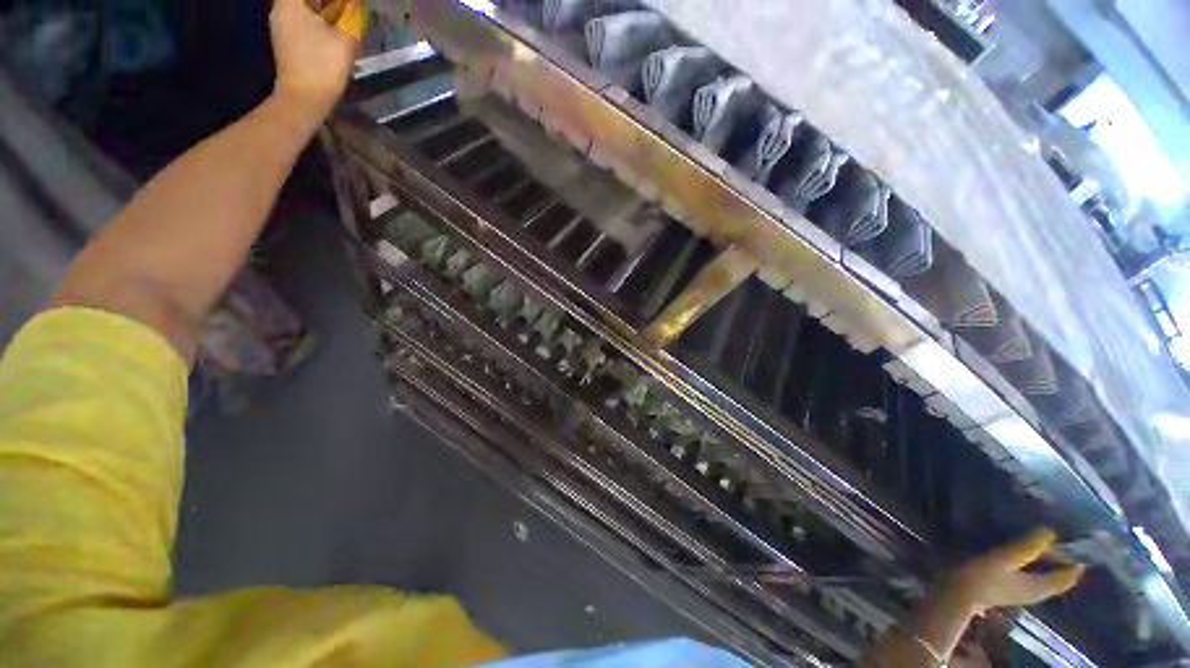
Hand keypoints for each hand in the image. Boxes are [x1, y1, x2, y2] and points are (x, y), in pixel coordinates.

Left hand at [269, 0, 365, 121]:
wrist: (304, 98)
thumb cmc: (323, 67)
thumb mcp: (346, 39)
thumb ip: (353, 16)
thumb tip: (357, 4)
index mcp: (291, 1)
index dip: (337, 1)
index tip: (350, 5)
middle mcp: (280, 6)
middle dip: (330, 3)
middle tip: (348, 9)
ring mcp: (280, 23)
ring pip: (304, 6)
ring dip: (323, 8)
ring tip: (343, 17)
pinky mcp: (284, 37)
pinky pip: (301, 17)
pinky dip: (316, 18)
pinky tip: (330, 28)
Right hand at [946, 527, 1085, 613]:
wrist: (957, 595)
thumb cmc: (982, 577)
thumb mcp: (1004, 559)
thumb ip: (1027, 547)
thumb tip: (1051, 530)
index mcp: (1042, 587)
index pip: (1069, 576)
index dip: (1077, 561)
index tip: (1081, 541)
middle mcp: (1038, 591)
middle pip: (1060, 576)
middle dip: (1064, 559)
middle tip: (1063, 537)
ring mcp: (1024, 592)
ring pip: (1047, 576)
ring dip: (1050, 561)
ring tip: (1044, 540)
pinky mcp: (1012, 588)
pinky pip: (1034, 575)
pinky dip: (1037, 565)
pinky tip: (1026, 553)